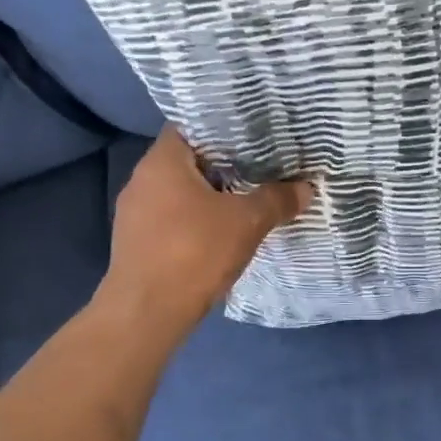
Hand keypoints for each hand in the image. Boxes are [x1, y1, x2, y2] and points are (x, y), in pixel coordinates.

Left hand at [100, 127, 311, 335]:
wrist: (147, 314)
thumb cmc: (194, 253)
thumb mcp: (247, 223)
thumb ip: (276, 200)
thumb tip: (305, 188)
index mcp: (162, 162)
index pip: (191, 126)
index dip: (223, 128)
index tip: (253, 135)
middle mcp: (141, 180)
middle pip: (188, 160)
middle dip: (223, 164)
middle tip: (260, 166)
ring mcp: (135, 213)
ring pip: (179, 192)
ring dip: (210, 195)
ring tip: (246, 197)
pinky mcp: (136, 242)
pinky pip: (171, 218)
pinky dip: (195, 219)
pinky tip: (220, 232)